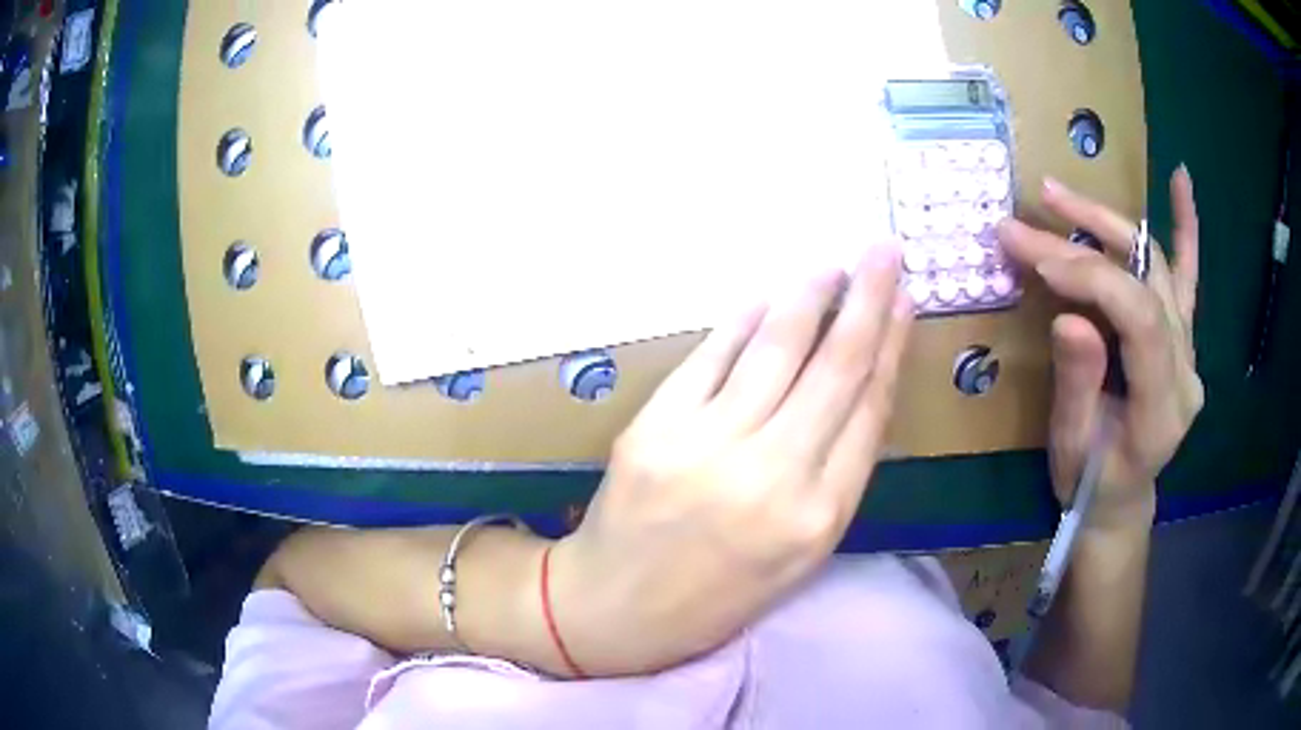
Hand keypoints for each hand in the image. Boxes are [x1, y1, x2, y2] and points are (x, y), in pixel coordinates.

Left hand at [550, 244, 913, 674]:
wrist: (613, 610)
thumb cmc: (716, 596)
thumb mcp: (798, 554)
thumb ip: (834, 473)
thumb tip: (859, 388)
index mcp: (818, 517)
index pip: (870, 409)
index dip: (892, 346)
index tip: (905, 301)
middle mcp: (772, 476)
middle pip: (836, 367)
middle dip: (867, 299)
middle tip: (883, 249)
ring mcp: (707, 447)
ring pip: (776, 349)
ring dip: (809, 296)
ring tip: (832, 264)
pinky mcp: (654, 428)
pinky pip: (711, 358)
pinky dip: (742, 321)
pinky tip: (765, 296)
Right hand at [998, 168, 1203, 529]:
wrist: (1121, 498)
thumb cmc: (1091, 483)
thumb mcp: (1072, 447)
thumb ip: (1078, 384)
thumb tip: (1068, 314)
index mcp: (1163, 407)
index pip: (1139, 318)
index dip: (1090, 278)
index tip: (1037, 259)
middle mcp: (1186, 368)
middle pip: (1145, 280)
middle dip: (1086, 239)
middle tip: (1032, 215)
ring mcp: (1189, 348)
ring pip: (1157, 265)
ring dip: (1109, 222)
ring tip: (1058, 195)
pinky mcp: (1184, 336)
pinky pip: (1189, 275)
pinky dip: (1186, 227)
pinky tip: (1181, 180)